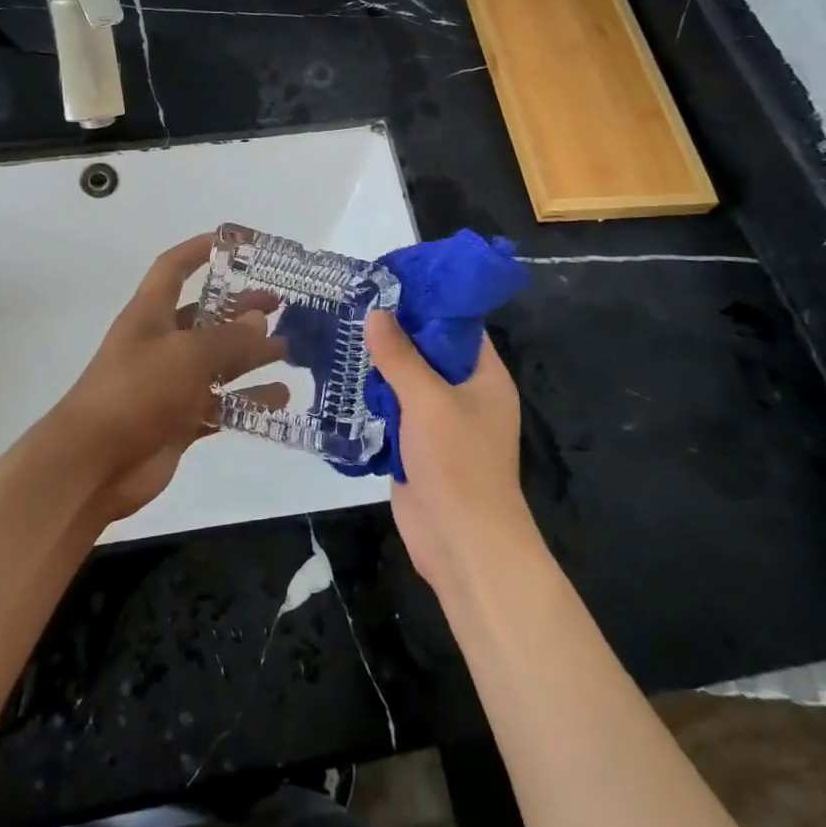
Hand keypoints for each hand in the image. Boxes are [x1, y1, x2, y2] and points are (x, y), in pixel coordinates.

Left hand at [54, 234, 284, 521]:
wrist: (93, 464)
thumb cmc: (136, 391)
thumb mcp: (187, 354)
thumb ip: (229, 338)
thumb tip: (260, 320)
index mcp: (151, 314)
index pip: (173, 269)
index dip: (199, 251)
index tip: (235, 244)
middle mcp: (161, 343)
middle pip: (206, 317)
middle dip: (241, 309)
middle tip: (280, 306)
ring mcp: (170, 384)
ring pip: (218, 362)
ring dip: (251, 355)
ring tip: (289, 351)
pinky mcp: (180, 420)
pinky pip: (221, 403)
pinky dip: (248, 400)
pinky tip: (280, 399)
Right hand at [364, 311, 537, 601]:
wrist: (462, 544)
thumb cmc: (458, 462)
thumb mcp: (428, 399)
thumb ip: (400, 355)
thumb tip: (376, 313)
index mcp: (484, 376)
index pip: (458, 325)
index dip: (428, 302)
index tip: (389, 282)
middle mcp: (465, 394)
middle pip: (428, 351)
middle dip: (394, 332)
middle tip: (354, 304)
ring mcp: (440, 422)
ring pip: (407, 382)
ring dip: (379, 365)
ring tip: (341, 332)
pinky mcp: (417, 447)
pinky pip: (393, 411)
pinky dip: (372, 397)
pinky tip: (341, 378)